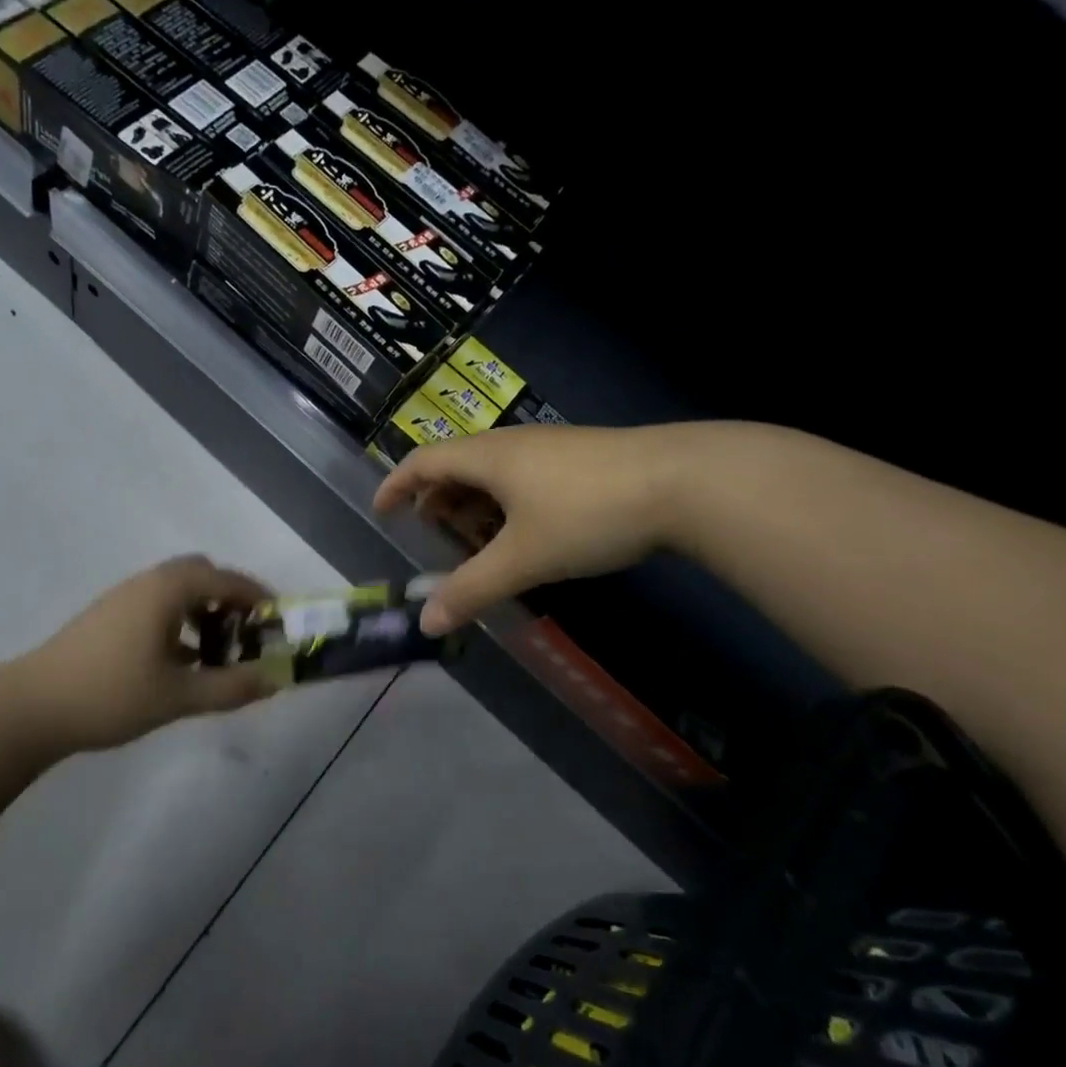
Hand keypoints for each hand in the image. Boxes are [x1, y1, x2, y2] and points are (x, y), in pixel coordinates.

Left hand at [14, 555, 275, 751]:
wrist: (31, 707)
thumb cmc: (111, 694)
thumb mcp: (178, 696)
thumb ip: (231, 686)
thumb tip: (275, 680)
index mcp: (167, 590)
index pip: (225, 578)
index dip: (257, 596)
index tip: (278, 619)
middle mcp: (147, 583)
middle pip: (200, 575)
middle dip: (229, 599)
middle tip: (246, 633)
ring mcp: (123, 598)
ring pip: (177, 591)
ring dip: (203, 612)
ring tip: (217, 653)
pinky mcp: (108, 618)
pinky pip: (157, 606)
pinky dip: (179, 623)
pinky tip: (180, 663)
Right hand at [374, 423, 722, 633]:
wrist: (683, 482)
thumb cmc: (587, 513)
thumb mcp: (523, 557)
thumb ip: (472, 589)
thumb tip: (427, 623)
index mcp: (487, 456)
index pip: (422, 462)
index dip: (396, 486)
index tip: (382, 512)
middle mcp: (512, 444)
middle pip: (457, 465)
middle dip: (437, 501)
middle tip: (433, 537)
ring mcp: (549, 448)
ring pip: (493, 473)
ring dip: (474, 505)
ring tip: (479, 543)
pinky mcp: (580, 458)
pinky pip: (523, 477)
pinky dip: (506, 504)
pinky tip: (527, 534)